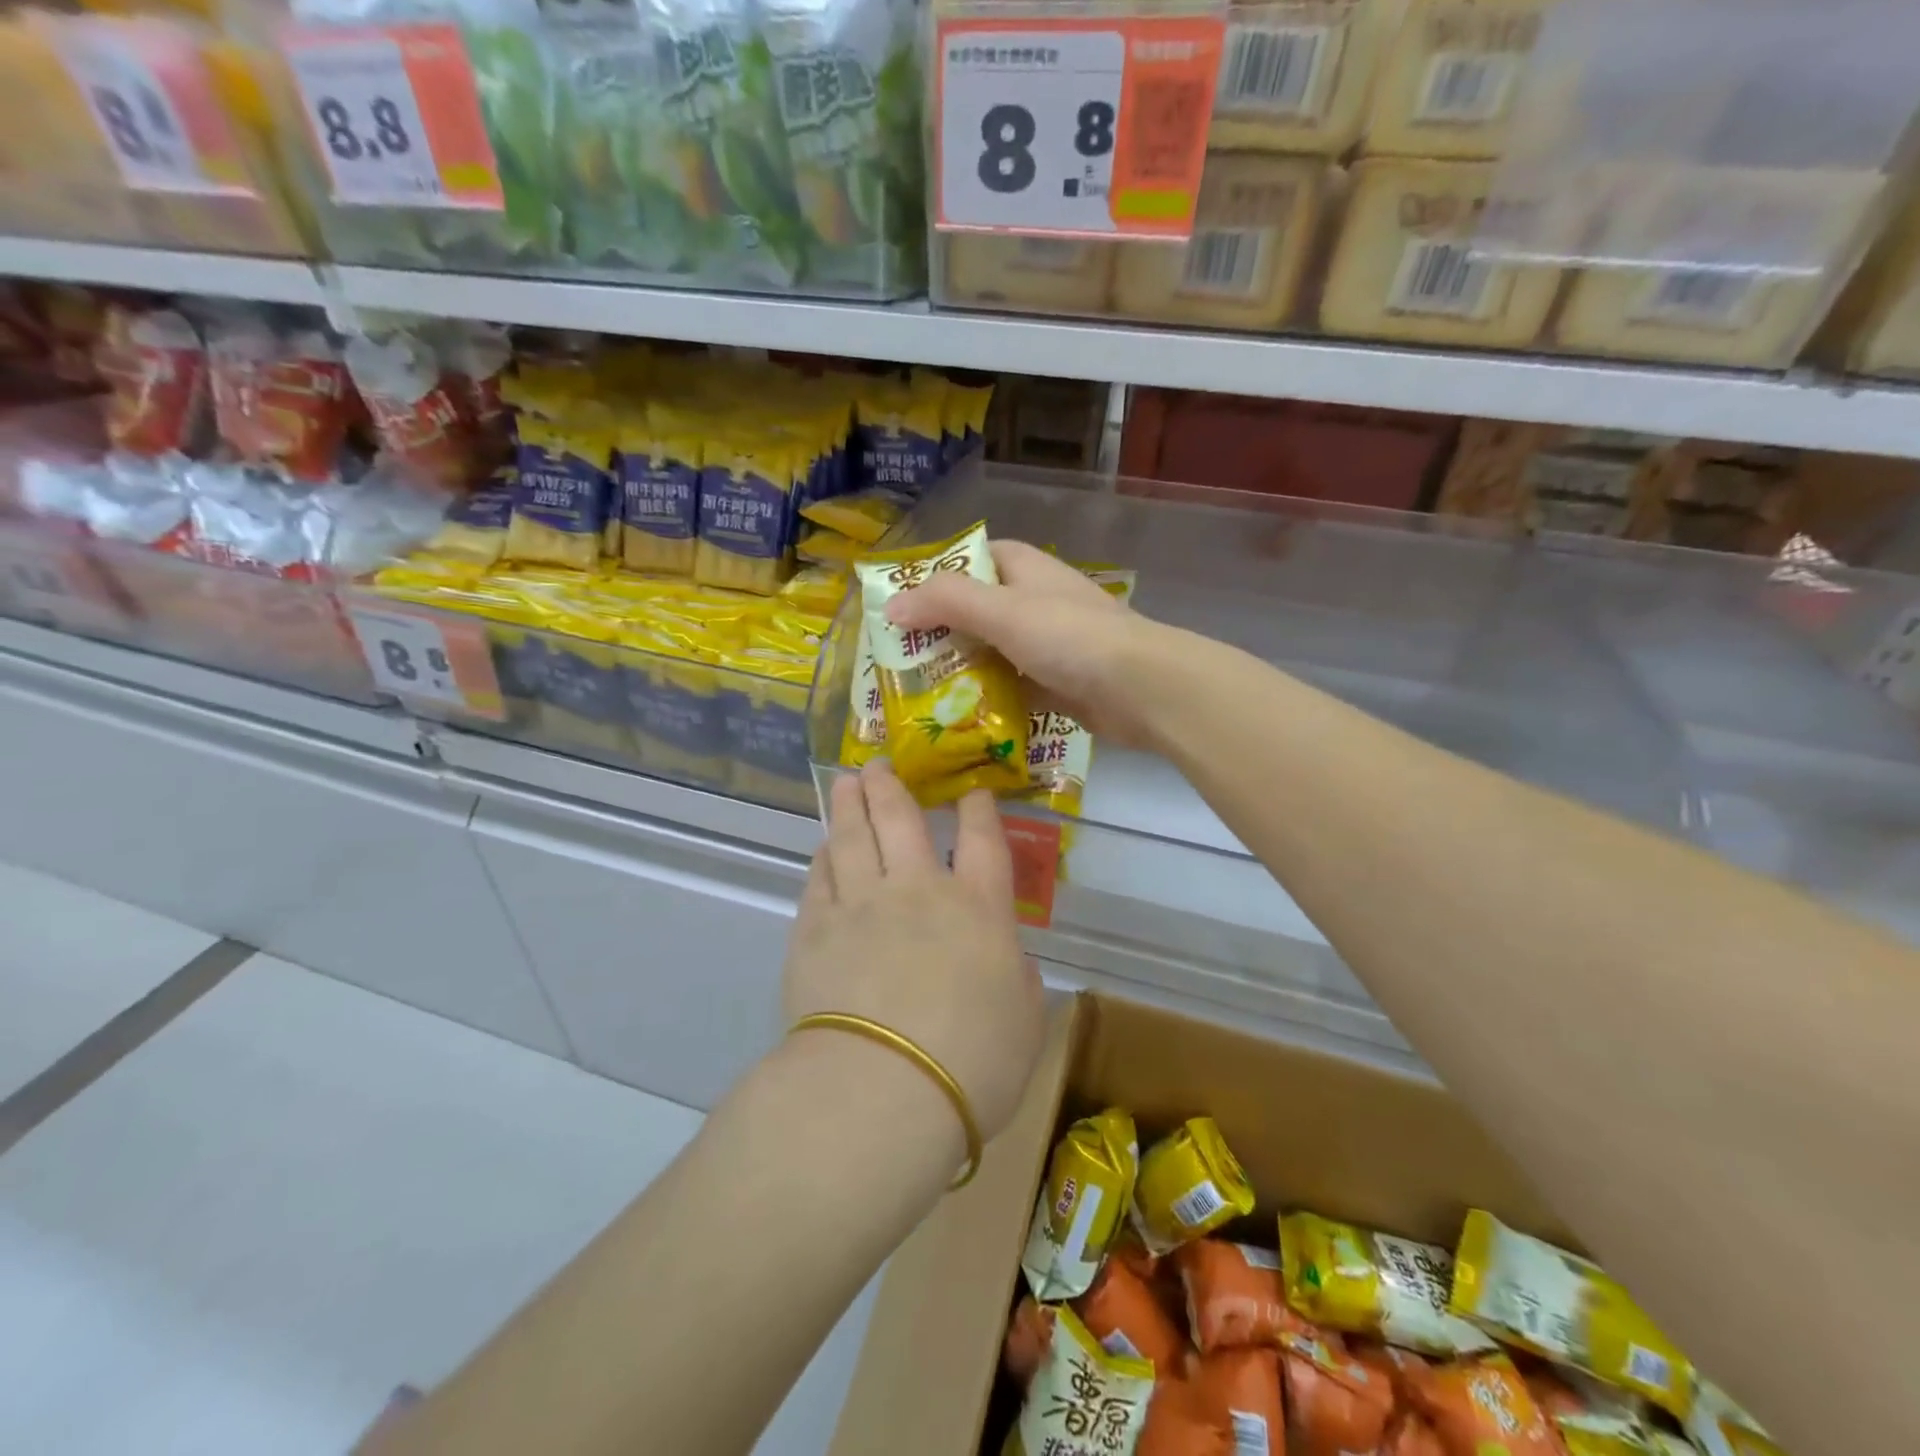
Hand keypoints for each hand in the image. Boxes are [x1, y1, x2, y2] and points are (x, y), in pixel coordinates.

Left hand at [783, 763, 1044, 1142]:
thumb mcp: (1023, 1022)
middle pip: (901, 820)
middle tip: (880, 764)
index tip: (972, 792)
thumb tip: (1002, 958)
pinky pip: (819, 879)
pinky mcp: (814, 930)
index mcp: (977, 908)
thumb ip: (1016, 978)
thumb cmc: (973, 1063)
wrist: (883, 1090)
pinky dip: (822, 858)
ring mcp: (860, 905)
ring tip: (845, 783)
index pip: (983, 840)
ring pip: (852, 837)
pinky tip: (823, 850)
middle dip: (892, 787)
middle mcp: (916, 891)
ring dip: (850, 805)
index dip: (978, 810)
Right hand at [884, 539, 1164, 748]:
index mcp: (1024, 569)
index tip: (899, 605)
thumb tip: (890, 606)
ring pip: (992, 652)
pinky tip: (956, 718)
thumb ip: (945, 602)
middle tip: (898, 660)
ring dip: (961, 671)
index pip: (971, 561)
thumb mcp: (1002, 610)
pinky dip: (988, 699)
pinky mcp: (1057, 683)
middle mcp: (1035, 601)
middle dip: (940, 633)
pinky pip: (1011, 687)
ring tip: (916, 694)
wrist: (1140, 689)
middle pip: (977, 611)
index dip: (935, 578)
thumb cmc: (1069, 637)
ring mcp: (1048, 644)